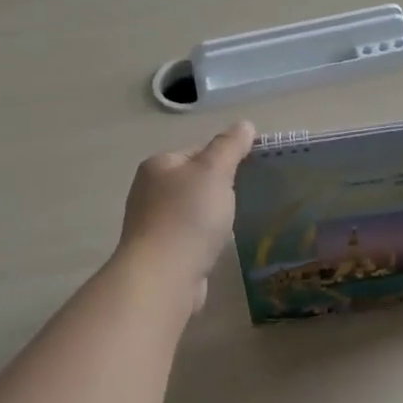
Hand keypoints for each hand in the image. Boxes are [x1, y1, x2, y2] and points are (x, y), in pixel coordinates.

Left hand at [117, 121, 256, 310]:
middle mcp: (149, 191)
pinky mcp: (161, 252)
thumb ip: (230, 146)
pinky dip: (205, 238)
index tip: (253, 170)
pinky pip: (190, 236)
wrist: (163, 278)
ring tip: (238, 221)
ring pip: (193, 209)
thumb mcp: (215, 172)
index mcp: (159, 165)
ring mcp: (152, 223)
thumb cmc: (189, 217)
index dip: (227, 157)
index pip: (199, 150)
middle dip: (221, 187)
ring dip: (213, 214)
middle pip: (195, 180)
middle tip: (250, 195)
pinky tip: (219, 245)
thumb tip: (244, 125)